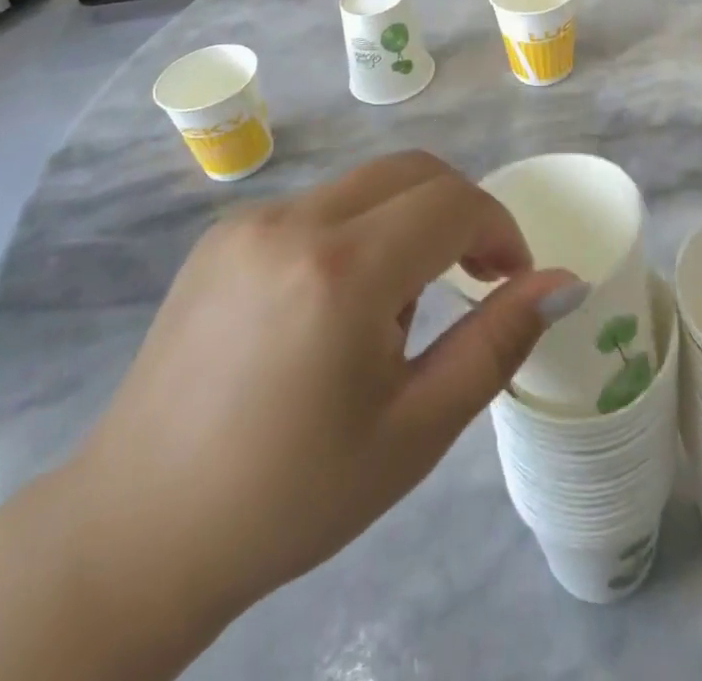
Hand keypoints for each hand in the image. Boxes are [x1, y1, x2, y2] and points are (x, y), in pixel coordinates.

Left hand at [66, 151, 580, 637]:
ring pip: (366, 185)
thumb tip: (564, 283)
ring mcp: (250, 221)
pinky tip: (333, 307)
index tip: (510, 279)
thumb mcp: (416, 430)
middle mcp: (293, 222)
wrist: (137, 531)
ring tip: (395, 311)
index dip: (499, 229)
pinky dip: (357, 231)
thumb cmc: (292, 495)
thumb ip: (497, 341)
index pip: (453, 202)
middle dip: (461, 211)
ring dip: (408, 222)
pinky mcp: (222, 234)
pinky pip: (319, 206)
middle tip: (474, 276)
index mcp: (343, 271)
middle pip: (413, 171)